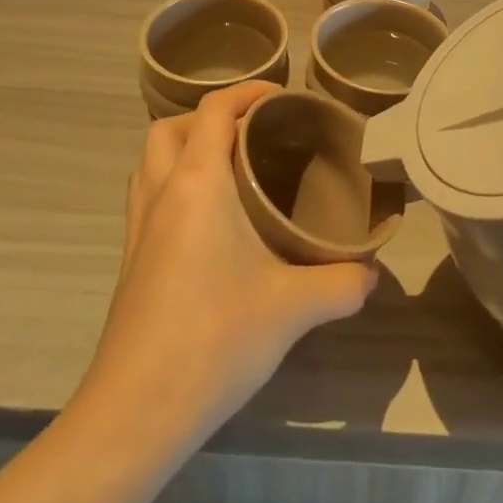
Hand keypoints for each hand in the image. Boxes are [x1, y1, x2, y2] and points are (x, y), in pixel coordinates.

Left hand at [75, 82, 376, 444]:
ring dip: (183, 152)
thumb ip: (341, 283)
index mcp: (197, 183)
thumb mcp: (293, 307)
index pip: (214, 110)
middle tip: (250, 136)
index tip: (281, 98)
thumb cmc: (215, 337)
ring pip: (151, 163)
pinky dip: (173, 188)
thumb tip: (371, 274)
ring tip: (228, 173)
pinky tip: (209, 226)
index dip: (247, 92)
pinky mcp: (131, 262)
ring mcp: (138, 228)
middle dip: (207, 120)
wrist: (137, 410)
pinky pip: (148, 199)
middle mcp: (161, 193)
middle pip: (169, 129)